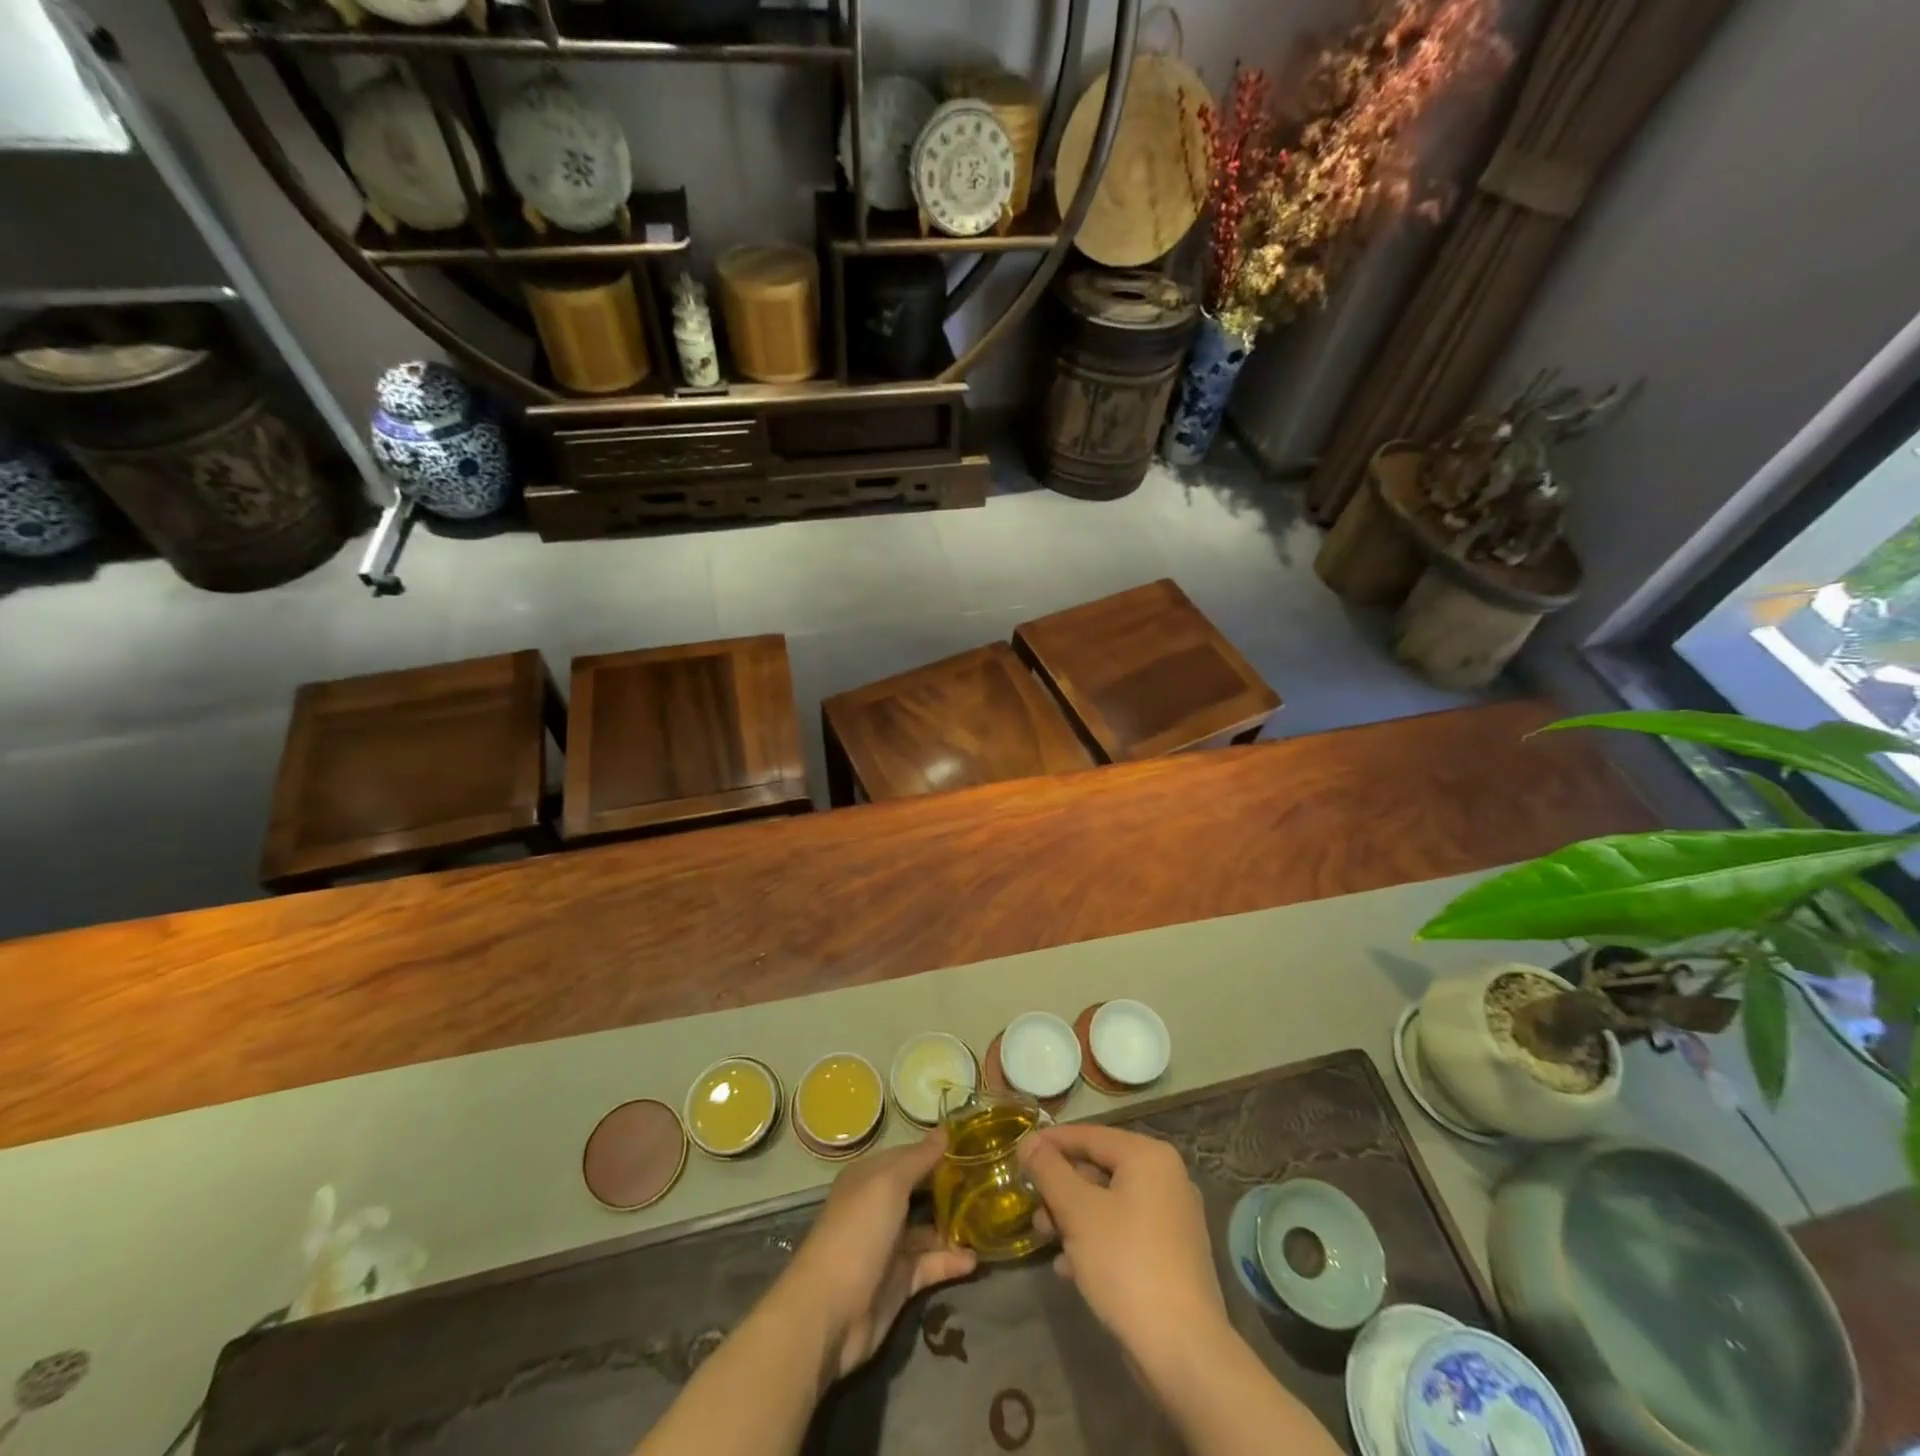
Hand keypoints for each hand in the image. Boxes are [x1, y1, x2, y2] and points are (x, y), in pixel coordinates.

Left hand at [776, 1132, 977, 1379]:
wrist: (830, 1312)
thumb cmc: (858, 1232)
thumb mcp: (889, 1184)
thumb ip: (919, 1158)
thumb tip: (946, 1130)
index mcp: (870, 1178)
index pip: (910, 1156)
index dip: (938, 1151)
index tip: (974, 1146)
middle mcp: (879, 1207)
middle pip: (920, 1192)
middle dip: (951, 1188)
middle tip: (990, 1181)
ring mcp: (889, 1246)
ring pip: (928, 1229)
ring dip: (955, 1226)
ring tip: (990, 1219)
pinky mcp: (899, 1282)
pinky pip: (930, 1264)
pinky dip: (951, 1261)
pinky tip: (975, 1259)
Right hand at [1017, 1123, 1228, 1379]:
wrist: (1184, 1351)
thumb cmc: (1126, 1264)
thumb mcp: (1077, 1211)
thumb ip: (1049, 1170)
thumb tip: (1029, 1141)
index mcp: (1148, 1156)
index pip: (1089, 1135)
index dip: (1051, 1142)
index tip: (1019, 1153)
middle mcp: (1166, 1177)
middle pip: (1099, 1168)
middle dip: (1061, 1188)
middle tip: (1032, 1206)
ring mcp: (1173, 1217)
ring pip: (1110, 1202)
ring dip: (1073, 1216)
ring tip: (1045, 1238)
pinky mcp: (1172, 1254)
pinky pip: (1125, 1230)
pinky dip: (1096, 1239)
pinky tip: (1070, 1266)